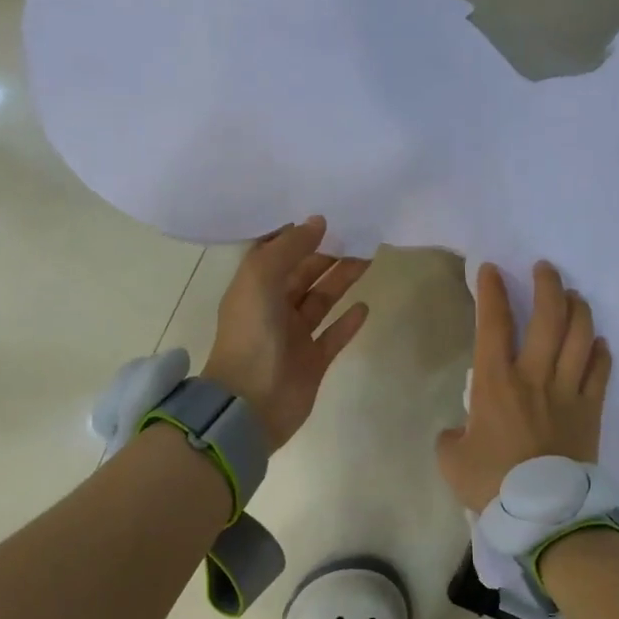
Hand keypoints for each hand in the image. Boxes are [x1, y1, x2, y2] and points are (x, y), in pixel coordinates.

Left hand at [201, 216, 370, 448]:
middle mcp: (273, 308)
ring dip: (341, 280)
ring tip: (367, 257)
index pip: (275, 253)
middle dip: (327, 254)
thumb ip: (288, 248)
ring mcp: (293, 337)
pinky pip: (333, 336)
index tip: (324, 214)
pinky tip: (365, 306)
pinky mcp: (312, 362)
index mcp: (254, 287)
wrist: (250, 405)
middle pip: (303, 274)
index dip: (296, 234)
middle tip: (357, 232)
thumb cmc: (252, 336)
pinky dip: (348, 322)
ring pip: (321, 301)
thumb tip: (318, 222)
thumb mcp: (261, 279)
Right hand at [437, 261, 611, 510]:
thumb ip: (451, 438)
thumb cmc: (492, 483)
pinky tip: (598, 342)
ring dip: (578, 309)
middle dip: (547, 285)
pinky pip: (600, 371)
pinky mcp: (591, 411)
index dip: (491, 292)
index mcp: (496, 383)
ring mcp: (569, 391)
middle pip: (548, 317)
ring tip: (574, 296)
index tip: (491, 270)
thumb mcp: (452, 460)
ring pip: (580, 336)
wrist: (543, 513)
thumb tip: (459, 432)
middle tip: (545, 269)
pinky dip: (600, 352)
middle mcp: (535, 376)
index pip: (493, 324)